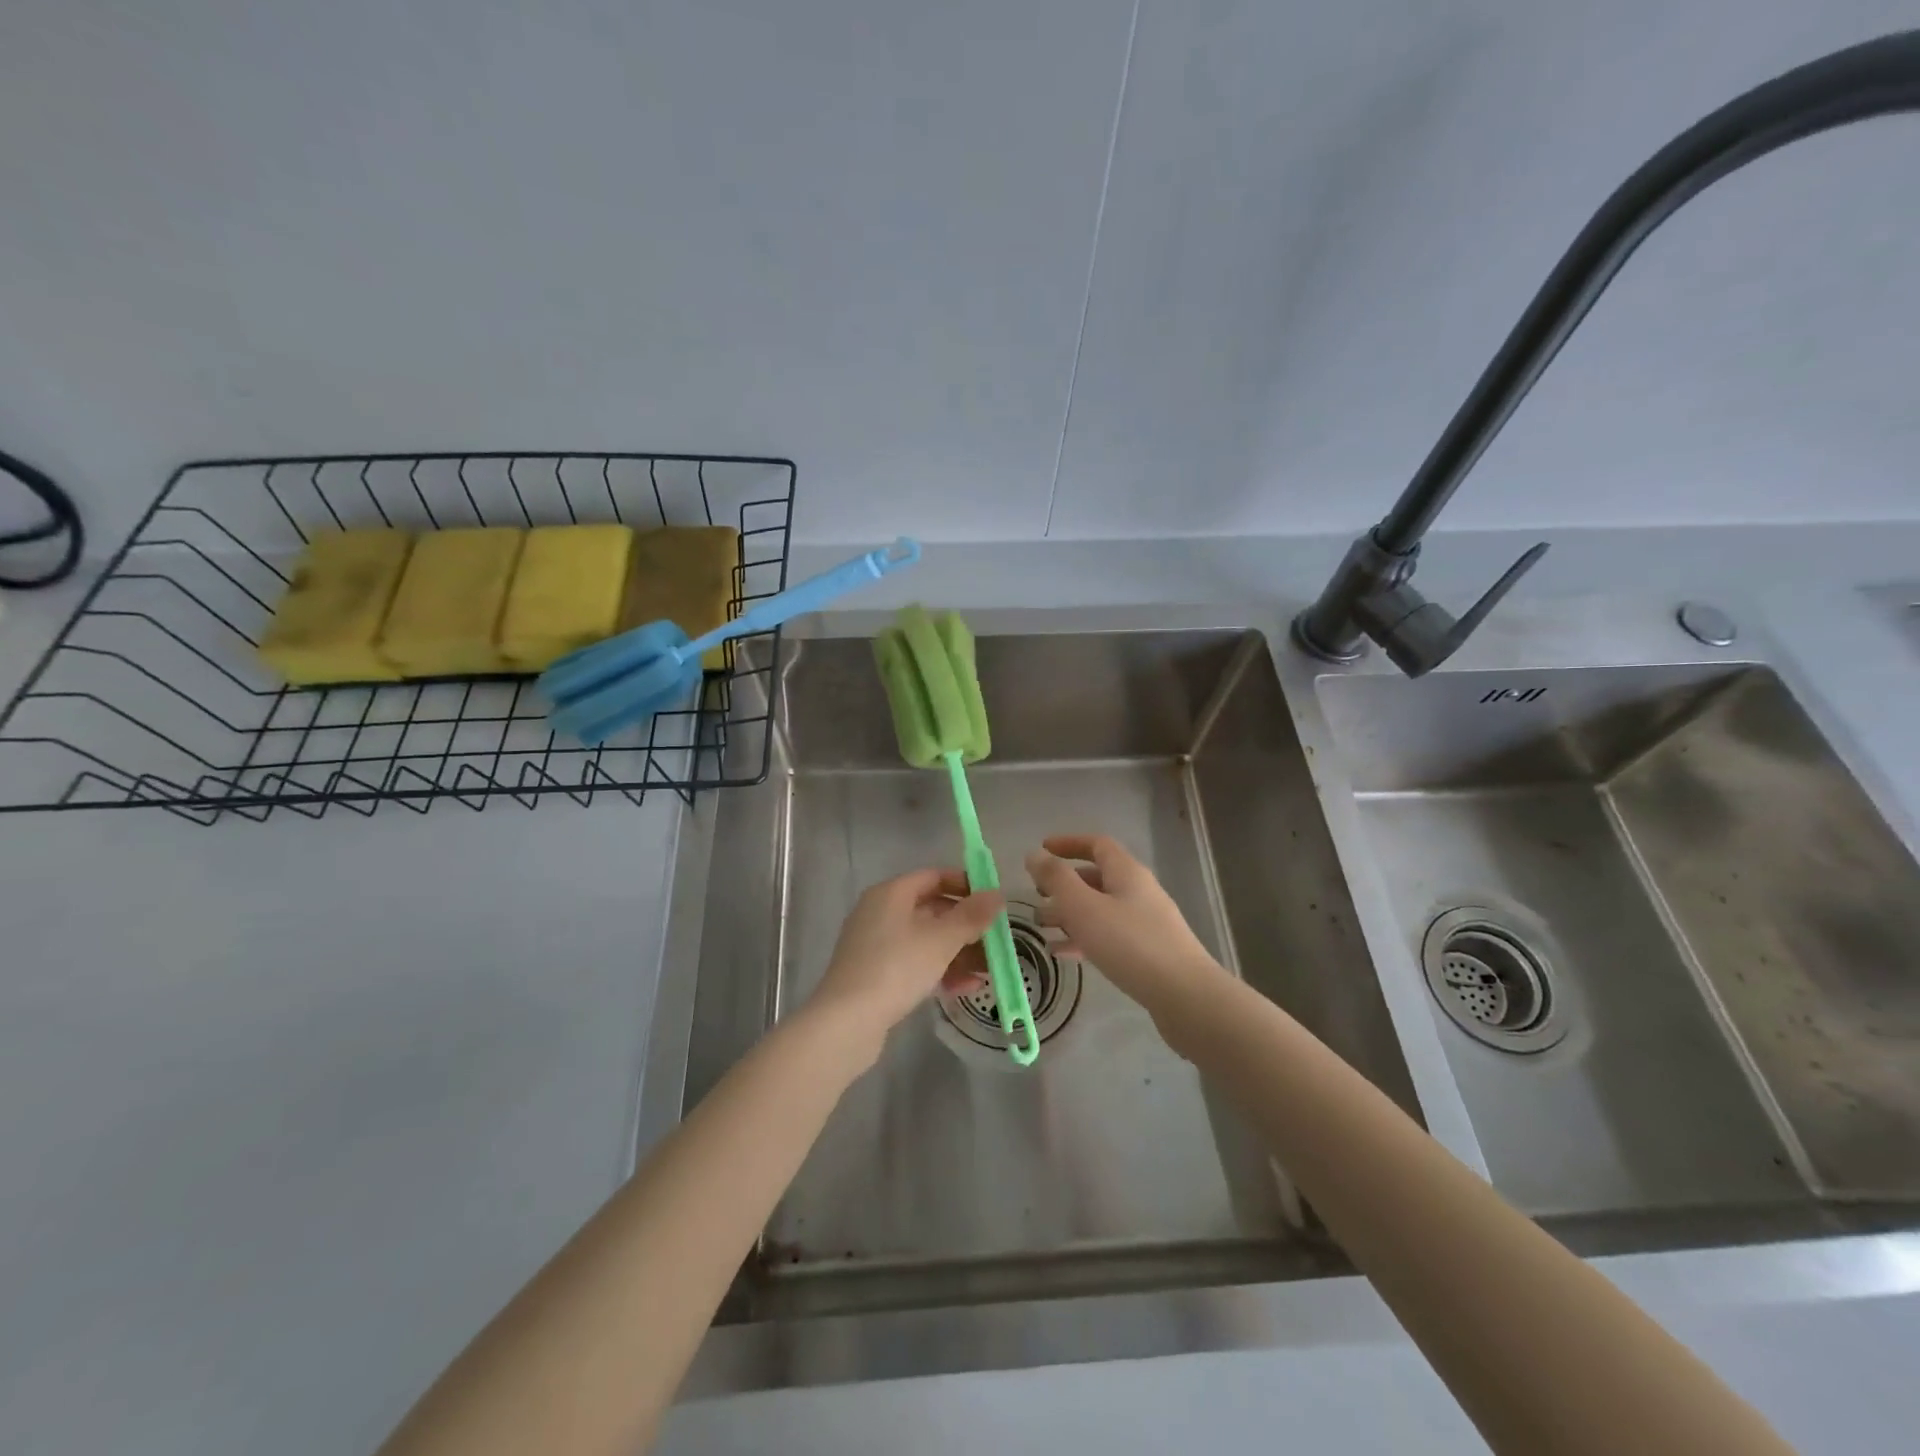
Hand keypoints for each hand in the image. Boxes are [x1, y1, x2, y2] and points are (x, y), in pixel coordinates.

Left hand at [806, 868, 1001, 1051]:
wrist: (846, 1022)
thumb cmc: (896, 968)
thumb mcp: (941, 940)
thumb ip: (971, 916)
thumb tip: (997, 894)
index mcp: (891, 894)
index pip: (934, 877)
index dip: (965, 885)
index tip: (993, 901)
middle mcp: (880, 912)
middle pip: (931, 909)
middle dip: (966, 925)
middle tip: (996, 940)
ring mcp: (875, 945)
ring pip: (925, 940)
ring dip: (958, 952)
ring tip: (989, 970)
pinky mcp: (875, 975)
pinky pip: (914, 963)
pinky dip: (939, 970)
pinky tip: (965, 988)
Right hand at [1026, 834, 1219, 1011]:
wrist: (1185, 997)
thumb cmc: (1130, 944)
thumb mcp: (1083, 907)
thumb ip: (1056, 879)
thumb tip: (1034, 854)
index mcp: (1126, 872)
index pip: (1096, 844)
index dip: (1068, 843)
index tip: (1042, 850)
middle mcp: (1138, 891)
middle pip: (1097, 877)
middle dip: (1063, 884)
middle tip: (1036, 895)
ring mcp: (1146, 923)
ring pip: (1100, 909)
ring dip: (1069, 913)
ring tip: (1041, 927)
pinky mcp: (1148, 952)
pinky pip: (1109, 936)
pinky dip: (1084, 938)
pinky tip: (1062, 954)